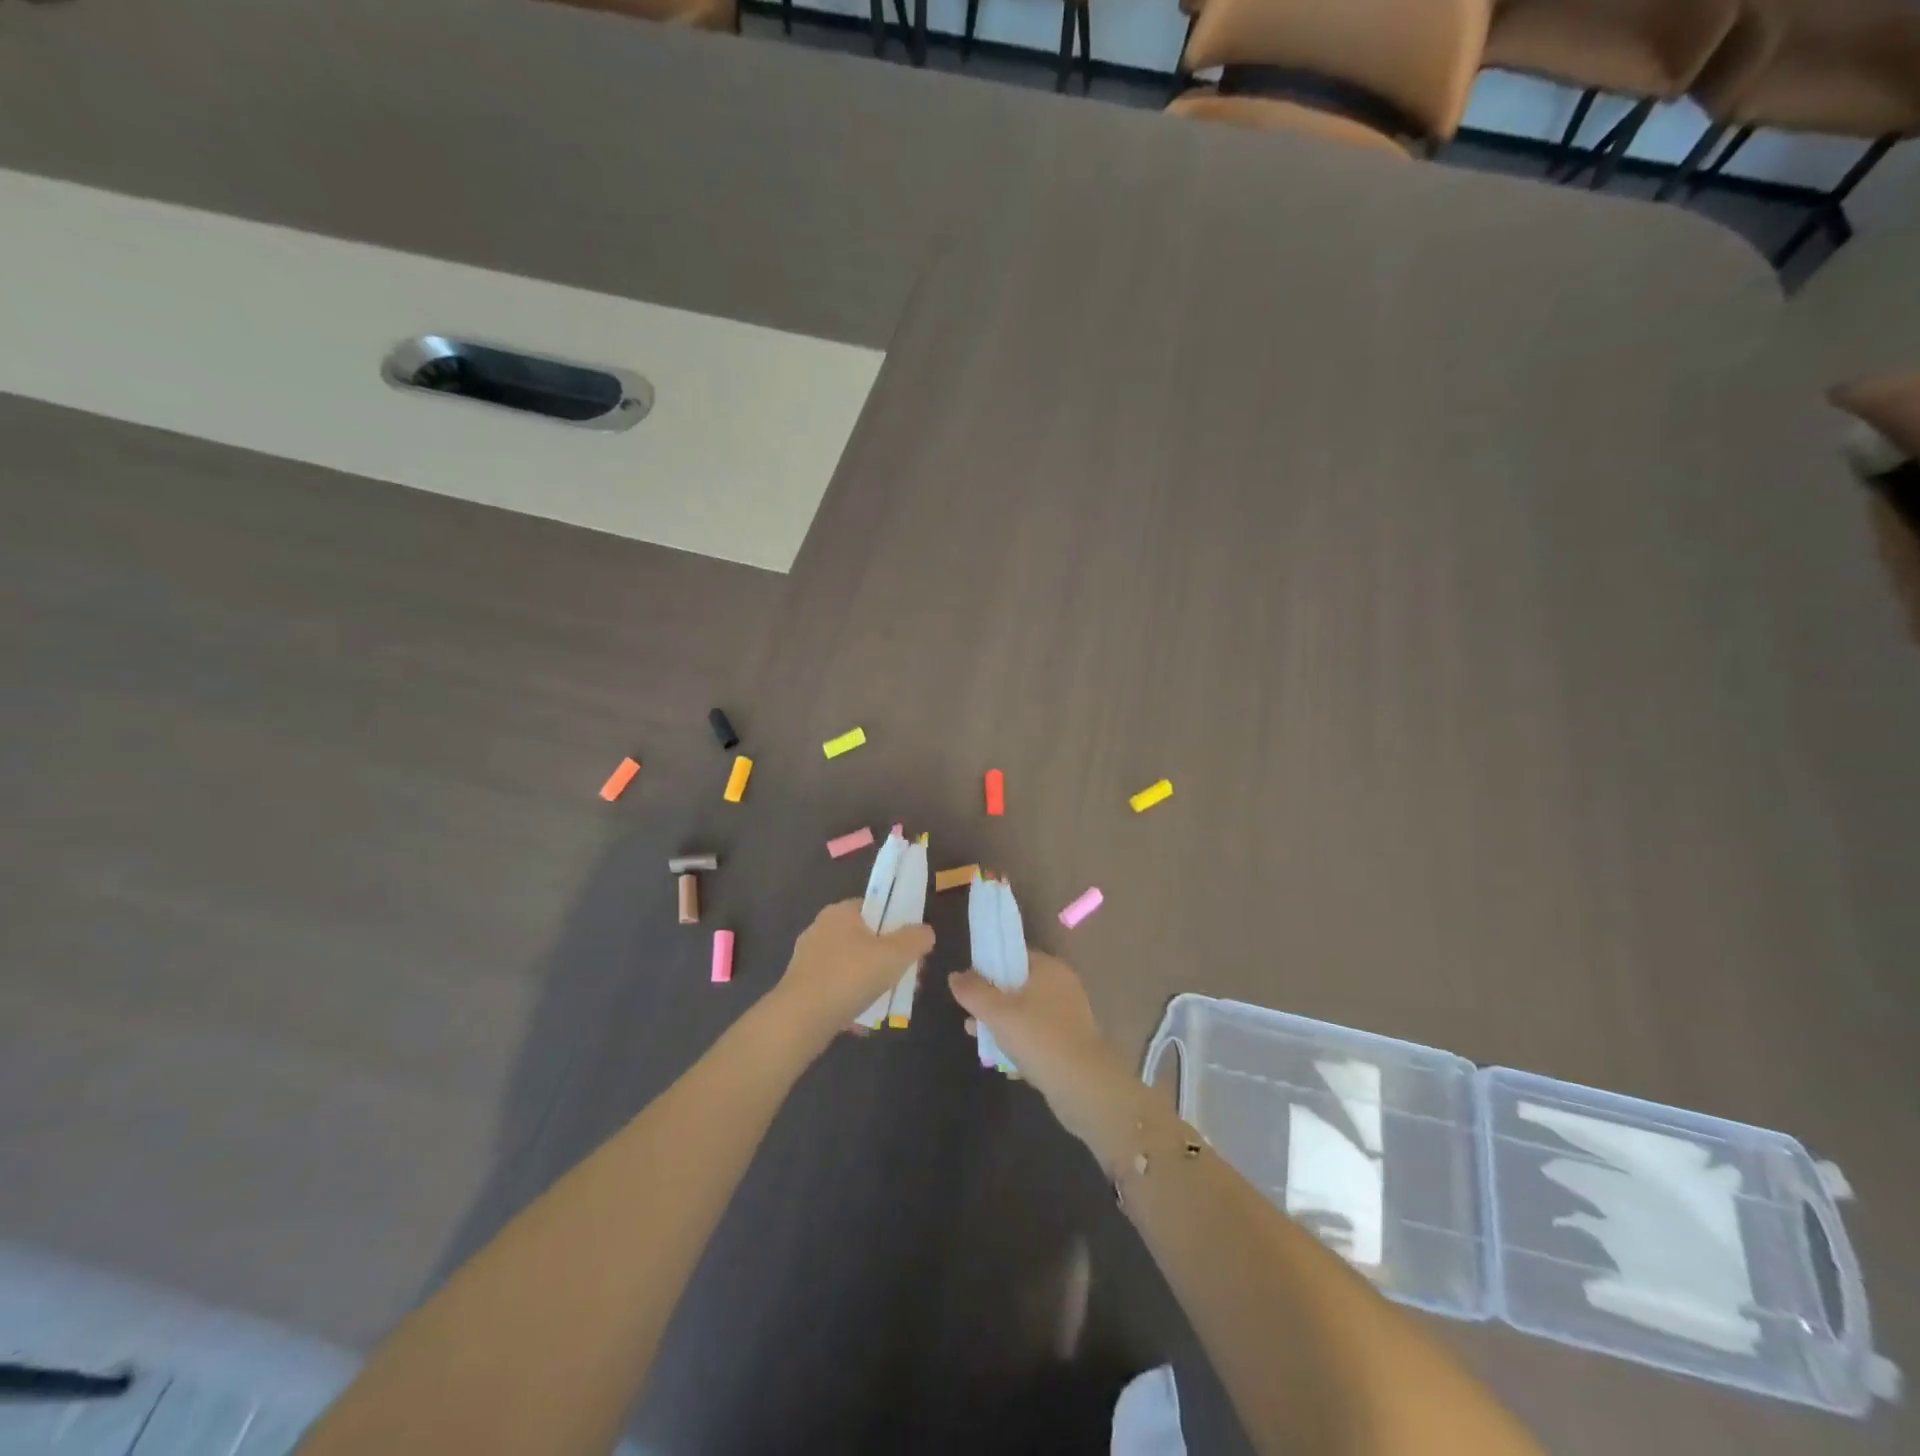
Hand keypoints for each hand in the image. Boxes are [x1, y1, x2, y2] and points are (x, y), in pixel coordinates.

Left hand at [773, 899, 933, 1049]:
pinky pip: (837, 986)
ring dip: (874, 981)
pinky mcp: (802, 985)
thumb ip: (916, 939)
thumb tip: (925, 932)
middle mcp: (821, 928)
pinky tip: (866, 1017)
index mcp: (840, 912)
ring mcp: (809, 958)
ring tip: (891, 1002)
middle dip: (890, 959)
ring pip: (853, 965)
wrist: (800, 1019)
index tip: (912, 948)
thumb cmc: (850, 976)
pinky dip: (853, 997)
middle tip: (908, 980)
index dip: (898, 924)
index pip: (876, 907)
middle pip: (867, 938)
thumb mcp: (895, 955)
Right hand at [949, 953, 1136, 1153]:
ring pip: (1027, 1013)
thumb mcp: (997, 1013)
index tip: (969, 985)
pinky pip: (1039, 1036)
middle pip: (1018, 986)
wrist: (1084, 1086)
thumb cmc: (1038, 1038)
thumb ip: (973, 992)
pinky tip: (1004, 1062)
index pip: (1014, 955)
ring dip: (1003, 1025)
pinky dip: (1021, 1044)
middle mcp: (1062, 986)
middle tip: (970, 1016)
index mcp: (1049, 969)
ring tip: (978, 1040)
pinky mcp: (1071, 1043)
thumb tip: (955, 976)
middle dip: (992, 1001)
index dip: (989, 966)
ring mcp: (1069, 1016)